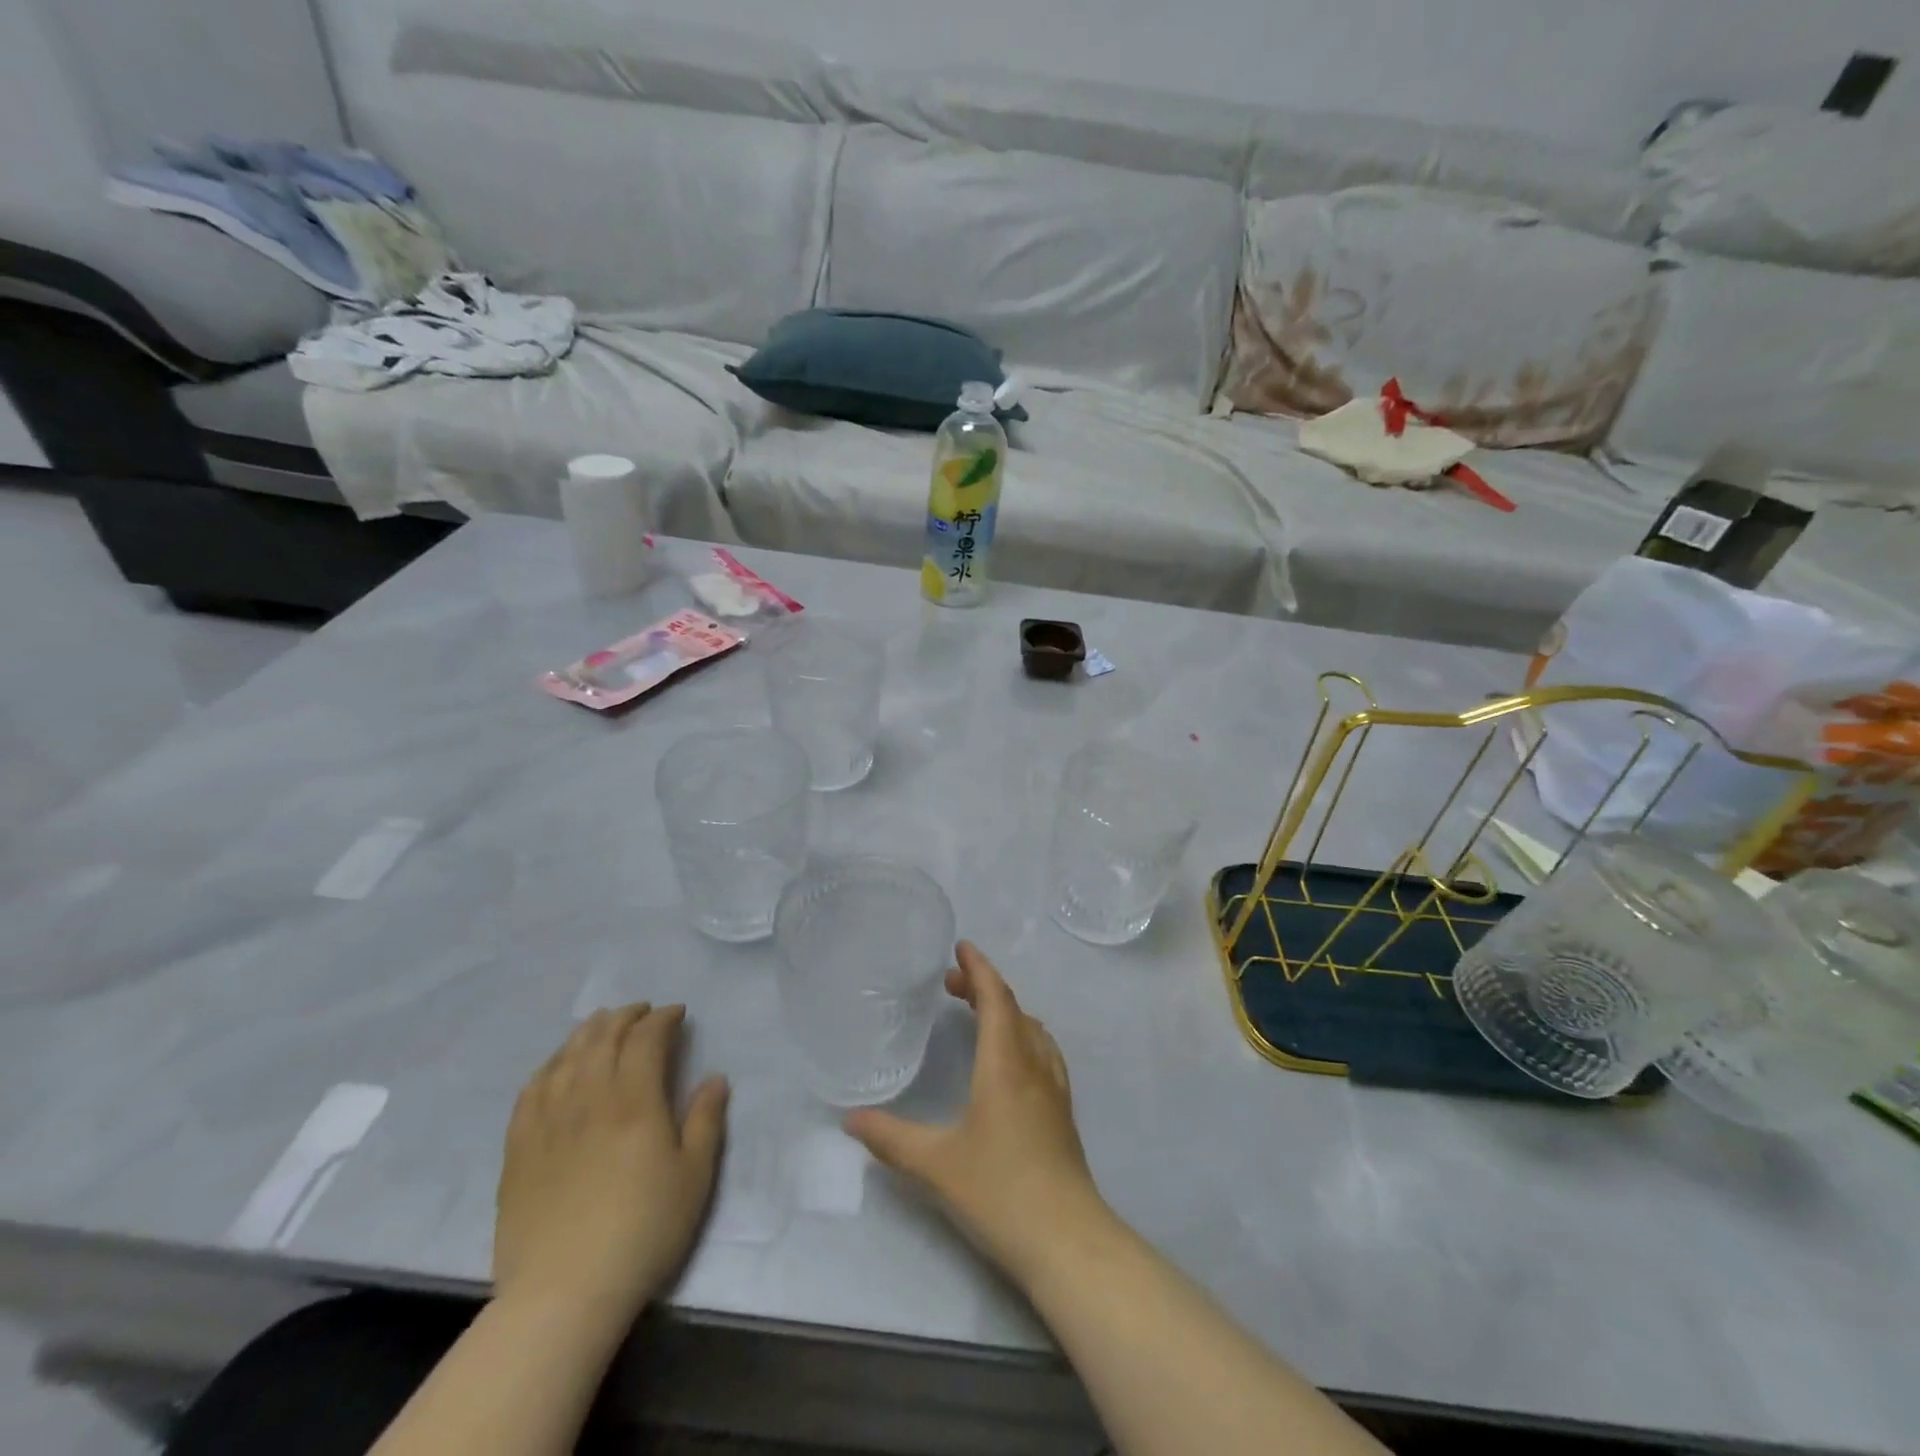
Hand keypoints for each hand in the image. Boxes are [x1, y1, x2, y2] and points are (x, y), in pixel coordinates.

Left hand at [494, 1004, 727, 1321]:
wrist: (563, 1294)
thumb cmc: (643, 1231)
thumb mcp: (694, 1177)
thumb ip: (706, 1120)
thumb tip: (715, 1078)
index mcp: (635, 1101)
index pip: (646, 1038)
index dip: (662, 1018)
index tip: (677, 1013)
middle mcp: (589, 1098)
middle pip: (603, 1038)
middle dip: (625, 1016)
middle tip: (642, 1012)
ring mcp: (548, 1121)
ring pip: (566, 1056)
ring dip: (587, 1032)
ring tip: (601, 1025)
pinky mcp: (519, 1149)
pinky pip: (531, 1090)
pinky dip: (549, 1066)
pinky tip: (557, 1066)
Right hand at [844, 943, 1108, 1290]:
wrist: (1067, 1240)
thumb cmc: (999, 1191)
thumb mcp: (935, 1165)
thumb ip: (890, 1138)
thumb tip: (850, 1119)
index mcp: (1005, 1063)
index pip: (996, 997)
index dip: (979, 968)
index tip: (961, 947)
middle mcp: (1034, 1065)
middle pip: (1013, 1008)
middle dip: (984, 987)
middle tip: (952, 983)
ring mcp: (1054, 1088)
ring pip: (1032, 1030)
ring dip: (1006, 1010)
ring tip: (978, 1014)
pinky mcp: (1062, 1112)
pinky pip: (1042, 1052)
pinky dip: (1022, 1035)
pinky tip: (1010, 1060)